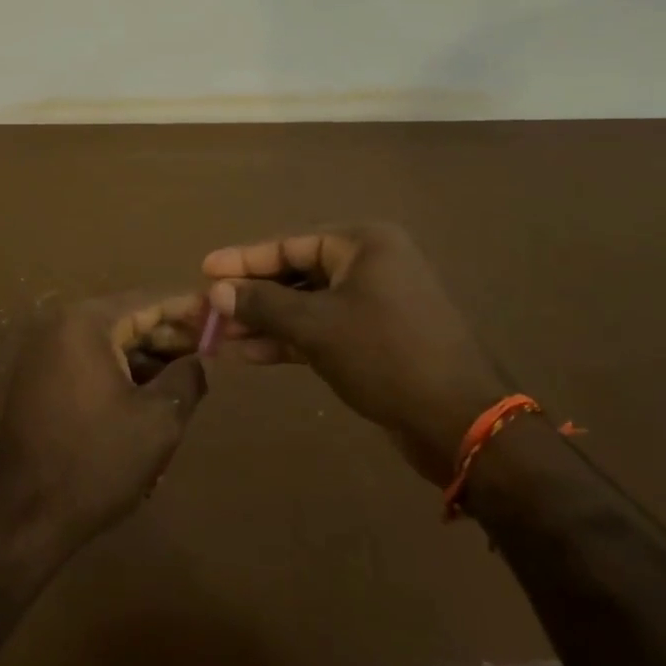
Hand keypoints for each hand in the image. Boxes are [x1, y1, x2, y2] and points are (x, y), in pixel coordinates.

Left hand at [0, 292, 207, 552]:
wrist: (23, 517)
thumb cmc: (96, 460)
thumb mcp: (159, 419)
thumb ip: (187, 377)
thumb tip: (200, 359)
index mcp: (87, 322)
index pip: (149, 302)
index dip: (189, 309)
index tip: (221, 314)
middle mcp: (61, 326)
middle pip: (128, 320)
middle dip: (170, 336)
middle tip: (212, 350)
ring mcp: (45, 354)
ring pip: (111, 345)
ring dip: (148, 359)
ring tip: (188, 378)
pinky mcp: (40, 382)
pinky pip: (91, 364)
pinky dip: (122, 375)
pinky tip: (152, 399)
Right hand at [203, 223, 504, 486]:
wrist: (460, 422)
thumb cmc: (386, 355)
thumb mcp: (317, 326)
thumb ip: (264, 304)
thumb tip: (217, 291)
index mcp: (363, 243)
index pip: (290, 244)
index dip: (244, 259)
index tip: (205, 268)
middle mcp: (369, 264)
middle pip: (296, 274)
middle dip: (251, 296)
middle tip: (207, 309)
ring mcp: (373, 303)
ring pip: (306, 305)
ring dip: (264, 322)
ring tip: (218, 336)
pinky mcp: (373, 339)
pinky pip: (321, 330)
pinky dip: (288, 341)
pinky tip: (248, 354)